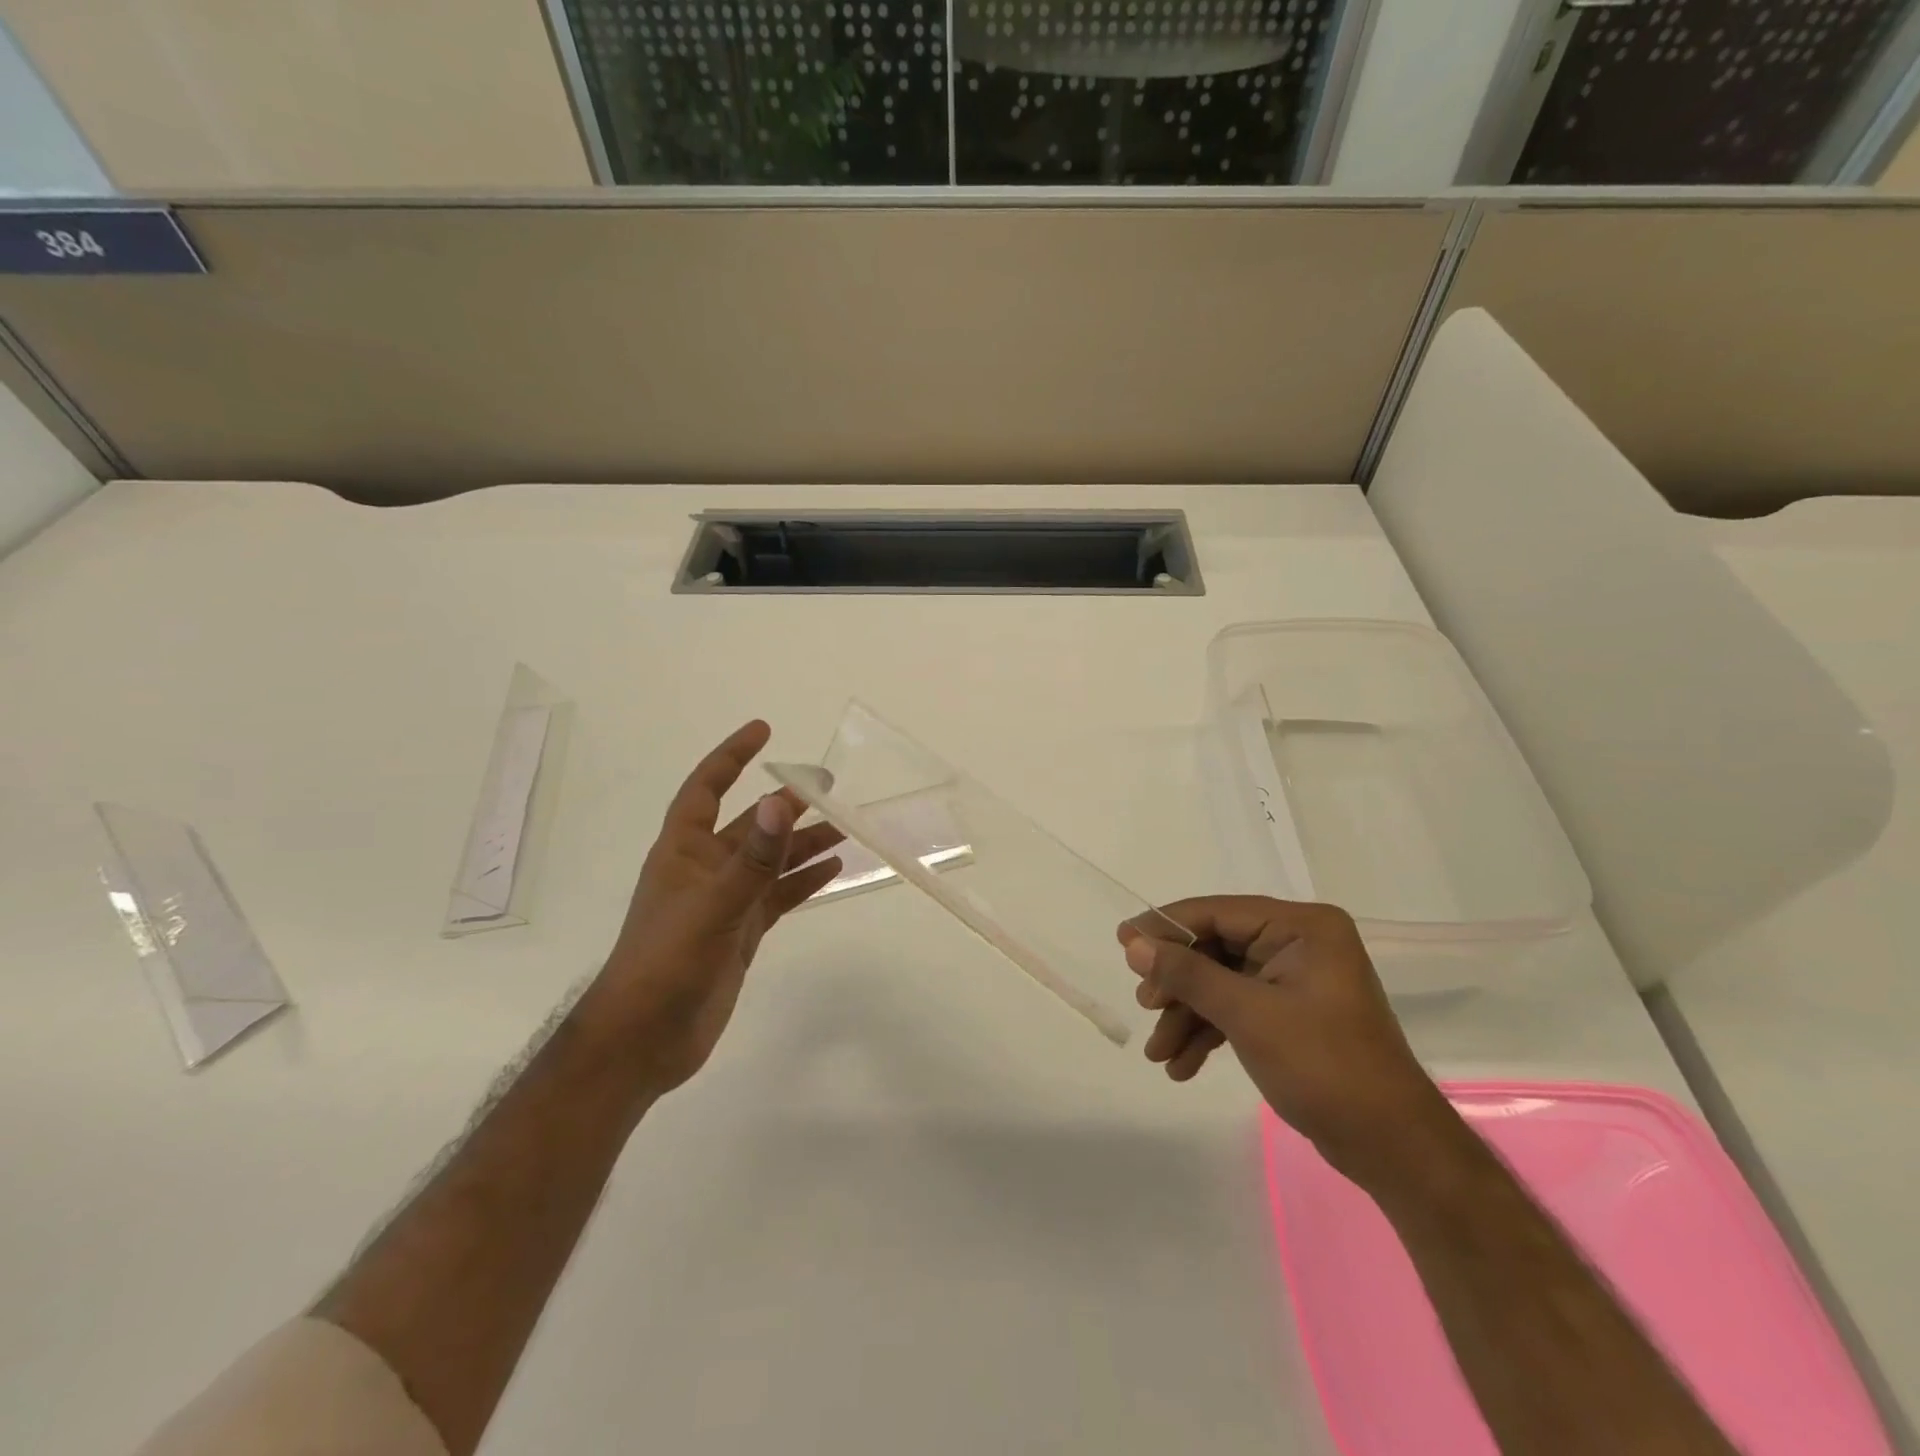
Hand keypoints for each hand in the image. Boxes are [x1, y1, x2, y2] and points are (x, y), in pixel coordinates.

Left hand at [583, 721, 843, 1099]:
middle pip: (749, 824)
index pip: (706, 789)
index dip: (731, 757)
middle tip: (827, 784)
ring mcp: (725, 902)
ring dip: (802, 842)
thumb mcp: (714, 906)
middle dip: (785, 802)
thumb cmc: (667, 963)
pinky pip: (778, 895)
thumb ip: (752, 858)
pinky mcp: (741, 932)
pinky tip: (834, 869)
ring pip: (770, 860)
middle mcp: (705, 869)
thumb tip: (782, 802)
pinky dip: (803, 881)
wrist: (645, 1041)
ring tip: (843, 824)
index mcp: (683, 852)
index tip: (763, 731)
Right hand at [1118, 897, 1446, 1180]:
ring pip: (1221, 983)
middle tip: (1146, 1006)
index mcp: (1302, 927)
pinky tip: (1182, 1065)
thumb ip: (1188, 974)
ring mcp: (1294, 980)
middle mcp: (1299, 943)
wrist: (1392, 1148)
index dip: (1167, 926)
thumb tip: (1133, 944)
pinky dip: (1208, 1033)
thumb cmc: (1324, 1067)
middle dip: (1178, 983)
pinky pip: (1236, 1009)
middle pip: (1216, 949)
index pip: (1218, 912)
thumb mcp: (1248, 1015)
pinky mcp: (1290, 1013)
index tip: (1123, 941)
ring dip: (1187, 1015)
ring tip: (1158, 1053)